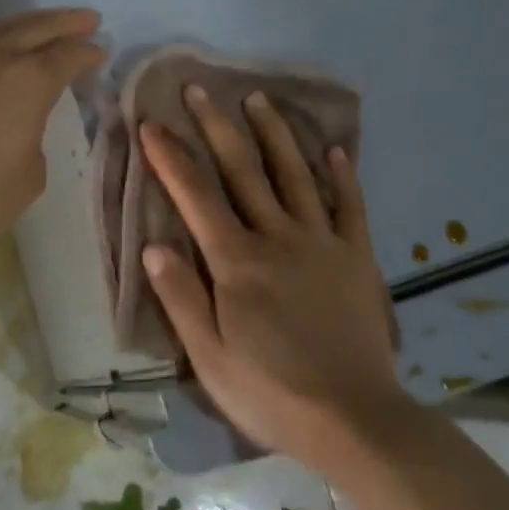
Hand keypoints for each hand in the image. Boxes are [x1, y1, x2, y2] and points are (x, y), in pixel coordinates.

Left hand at [0, 8, 104, 257]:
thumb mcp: (29, 178)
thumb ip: (33, 142)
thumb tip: (18, 130)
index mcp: (30, 81)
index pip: (69, 56)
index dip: (89, 53)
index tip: (100, 52)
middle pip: (38, 27)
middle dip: (66, 22)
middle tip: (87, 18)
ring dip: (25, 26)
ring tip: (38, 28)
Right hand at [138, 87, 406, 471]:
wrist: (356, 419)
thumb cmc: (272, 393)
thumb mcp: (210, 358)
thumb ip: (181, 298)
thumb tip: (152, 244)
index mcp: (236, 262)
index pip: (196, 197)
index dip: (170, 158)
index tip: (152, 123)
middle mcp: (277, 238)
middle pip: (243, 171)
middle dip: (217, 126)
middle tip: (199, 89)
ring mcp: (321, 242)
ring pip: (293, 175)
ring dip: (273, 134)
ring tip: (258, 98)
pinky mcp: (355, 257)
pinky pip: (348, 206)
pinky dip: (341, 175)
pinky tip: (335, 149)